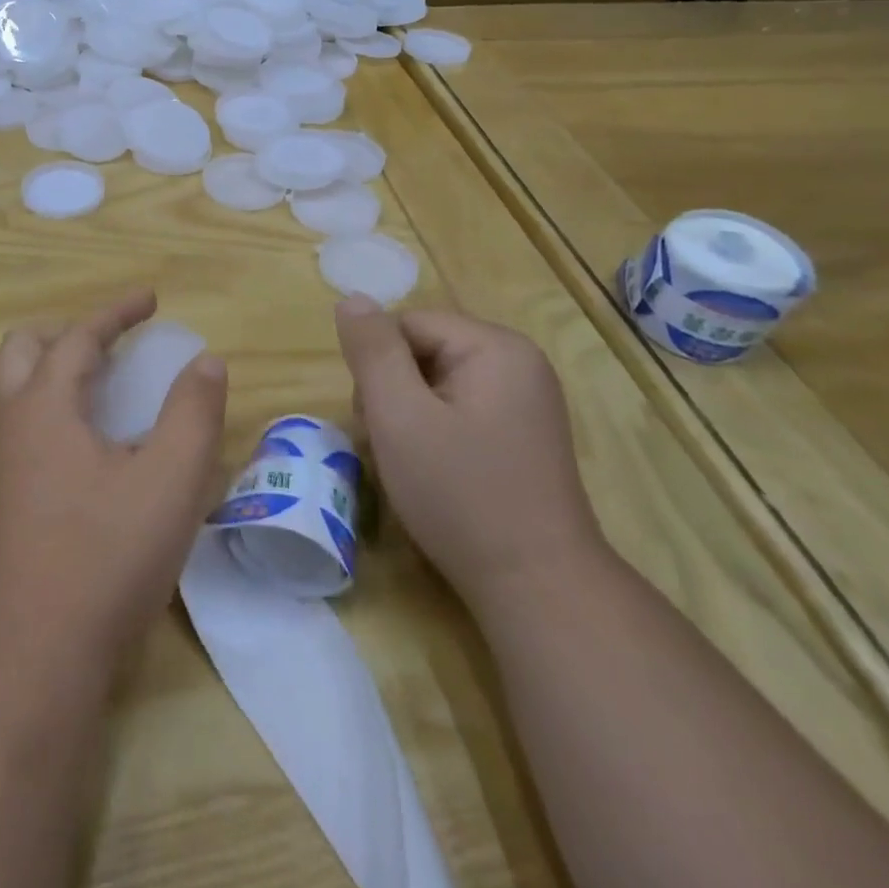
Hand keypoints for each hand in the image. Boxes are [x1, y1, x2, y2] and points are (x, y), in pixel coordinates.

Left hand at [0, 288, 228, 669]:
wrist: (33, 654)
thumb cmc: (105, 556)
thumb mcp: (169, 481)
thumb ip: (193, 414)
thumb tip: (206, 361)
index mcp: (44, 406)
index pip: (78, 337)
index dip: (116, 312)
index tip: (150, 299)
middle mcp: (11, 424)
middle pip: (23, 350)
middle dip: (68, 332)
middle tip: (113, 342)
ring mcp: (0, 465)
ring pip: (17, 390)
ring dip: (56, 371)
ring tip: (106, 387)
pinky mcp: (2, 501)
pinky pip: (23, 428)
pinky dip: (53, 409)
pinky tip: (91, 447)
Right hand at [334, 295, 604, 608]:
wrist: (537, 588)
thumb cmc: (461, 495)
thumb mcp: (400, 416)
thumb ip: (372, 351)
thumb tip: (352, 298)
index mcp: (495, 347)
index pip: (407, 325)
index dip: (378, 367)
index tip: (378, 420)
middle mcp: (517, 363)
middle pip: (421, 351)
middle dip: (393, 392)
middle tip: (391, 446)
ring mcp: (524, 400)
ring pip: (434, 383)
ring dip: (408, 415)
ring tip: (410, 464)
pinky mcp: (521, 433)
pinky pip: (458, 409)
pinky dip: (434, 433)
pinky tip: (434, 471)